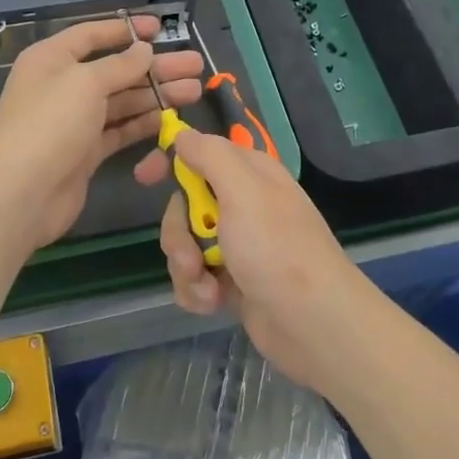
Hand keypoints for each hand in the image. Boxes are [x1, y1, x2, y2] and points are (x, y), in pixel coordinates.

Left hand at [0, 15, 202, 255]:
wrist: (21, 195)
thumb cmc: (50, 125)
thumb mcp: (85, 83)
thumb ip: (119, 65)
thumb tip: (143, 50)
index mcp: (52, 59)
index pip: (92, 34)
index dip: (126, 29)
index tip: (160, 28)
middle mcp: (63, 85)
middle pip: (115, 69)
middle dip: (155, 67)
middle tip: (195, 65)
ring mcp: (75, 120)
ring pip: (122, 100)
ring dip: (157, 94)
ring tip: (194, 90)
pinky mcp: (86, 151)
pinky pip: (120, 129)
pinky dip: (144, 123)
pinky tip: (172, 118)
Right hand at [135, 128, 371, 391]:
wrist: (315, 325)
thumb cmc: (277, 249)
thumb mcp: (242, 190)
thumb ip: (209, 155)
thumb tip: (183, 134)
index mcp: (250, 174)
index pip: (201, 152)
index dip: (171, 160)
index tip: (144, 176)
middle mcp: (244, 204)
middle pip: (186, 204)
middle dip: (178, 232)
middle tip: (191, 254)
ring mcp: (239, 245)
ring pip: (186, 243)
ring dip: (187, 267)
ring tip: (207, 287)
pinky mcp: (234, 282)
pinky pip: (196, 276)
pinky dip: (197, 290)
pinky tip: (213, 303)